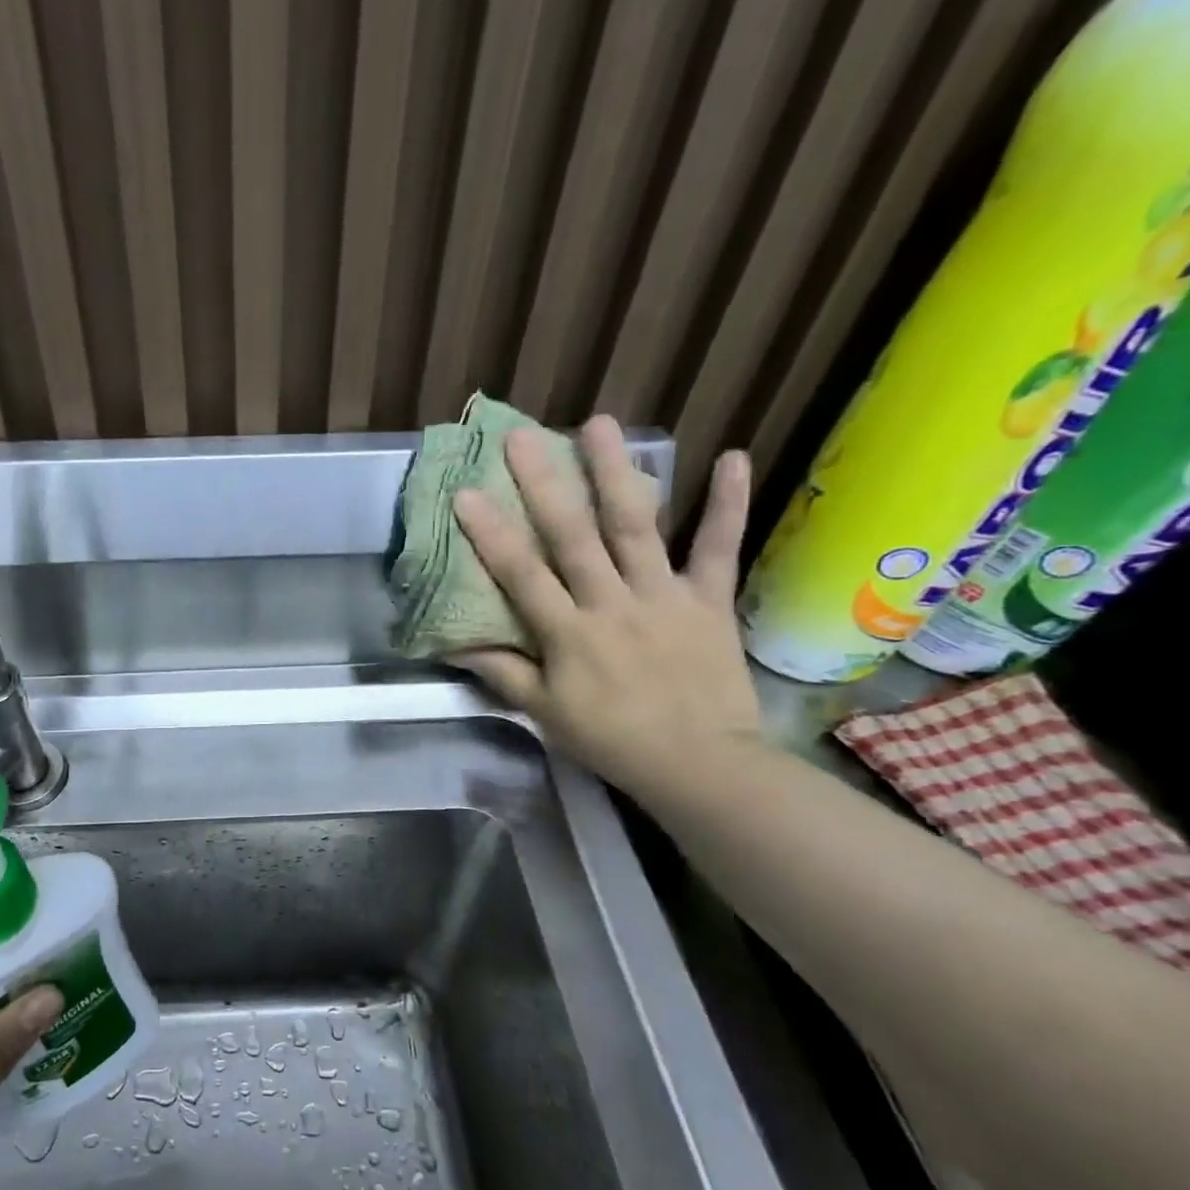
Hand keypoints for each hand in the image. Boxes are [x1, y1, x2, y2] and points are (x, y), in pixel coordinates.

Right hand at [450, 416, 760, 804]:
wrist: (700, 765)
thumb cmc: (612, 740)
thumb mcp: (546, 713)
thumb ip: (504, 673)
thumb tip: (457, 645)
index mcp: (569, 634)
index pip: (522, 575)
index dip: (492, 534)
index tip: (467, 493)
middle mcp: (612, 603)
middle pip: (573, 536)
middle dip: (544, 484)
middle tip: (522, 437)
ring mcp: (664, 596)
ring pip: (635, 526)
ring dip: (615, 473)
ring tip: (599, 424)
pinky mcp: (709, 600)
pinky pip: (718, 548)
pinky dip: (727, 504)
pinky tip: (731, 456)